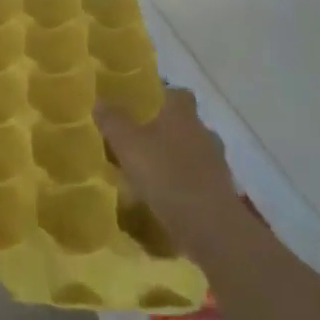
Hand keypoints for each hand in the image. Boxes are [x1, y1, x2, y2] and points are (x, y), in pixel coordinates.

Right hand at [97, 89, 252, 262]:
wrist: (209, 225)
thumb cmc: (165, 174)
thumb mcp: (127, 144)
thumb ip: (112, 121)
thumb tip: (100, 100)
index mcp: (182, 115)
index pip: (177, 93)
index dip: (161, 95)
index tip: (142, 104)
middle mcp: (203, 132)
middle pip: (184, 123)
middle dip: (164, 129)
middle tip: (138, 139)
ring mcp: (215, 163)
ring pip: (191, 152)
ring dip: (174, 158)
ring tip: (148, 171)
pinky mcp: (220, 191)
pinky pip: (197, 179)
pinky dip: (182, 183)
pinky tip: (163, 196)